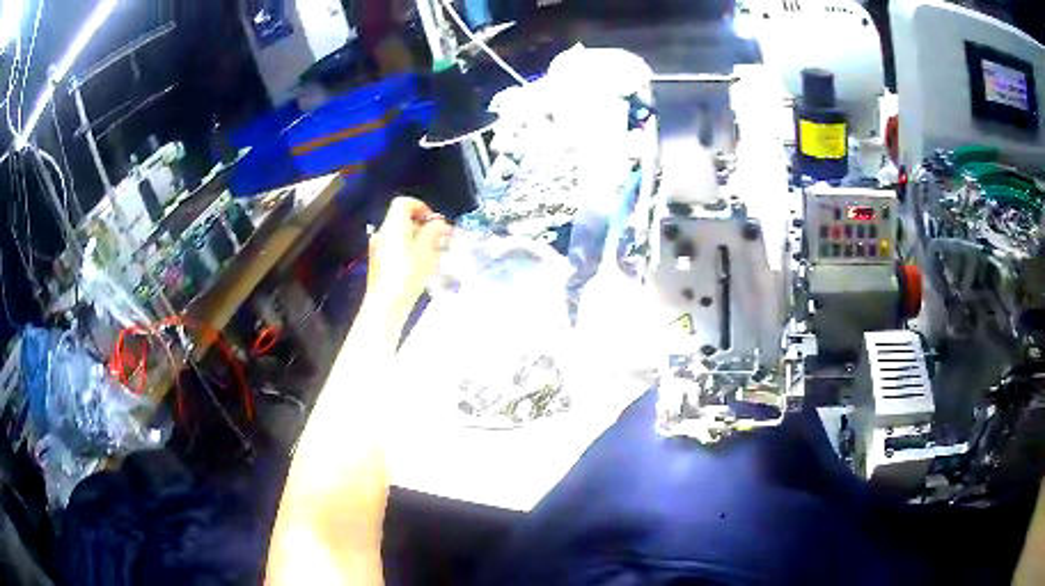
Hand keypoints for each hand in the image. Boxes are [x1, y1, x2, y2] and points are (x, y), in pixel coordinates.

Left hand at [364, 197, 450, 325]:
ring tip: (434, 256)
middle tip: (440, 240)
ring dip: (418, 240)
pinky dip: (410, 251)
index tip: (435, 222)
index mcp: (393, 225)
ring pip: (401, 236)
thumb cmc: (408, 272)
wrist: (386, 303)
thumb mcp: (428, 249)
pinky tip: (421, 268)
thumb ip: (435, 230)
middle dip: (423, 227)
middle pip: (403, 220)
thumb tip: (439, 222)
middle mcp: (383, 232)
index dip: (422, 207)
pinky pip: (396, 249)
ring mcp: (379, 248)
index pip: (404, 202)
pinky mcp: (379, 264)